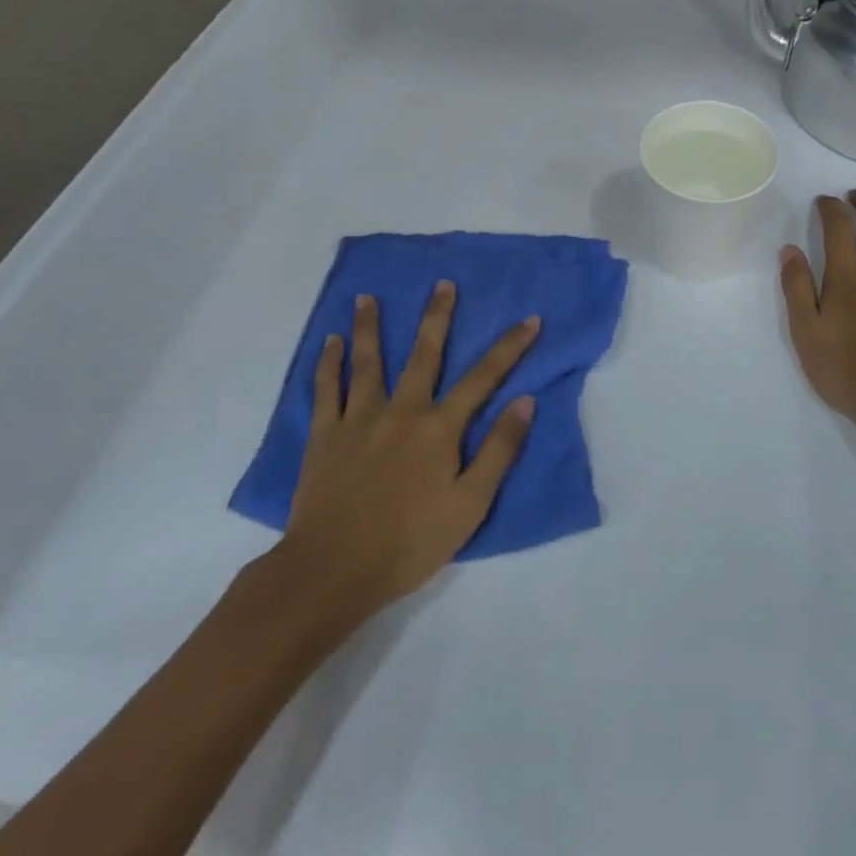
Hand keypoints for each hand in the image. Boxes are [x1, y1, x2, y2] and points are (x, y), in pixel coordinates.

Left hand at [276, 282, 538, 616]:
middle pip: (424, 354)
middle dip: (437, 316)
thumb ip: (499, 451)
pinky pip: (326, 390)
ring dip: (369, 326)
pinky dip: (328, 363)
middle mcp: (401, 410)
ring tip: (367, 296)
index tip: (529, 319)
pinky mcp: (325, 435)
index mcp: (439, 428)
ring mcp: (359, 419)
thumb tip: (525, 400)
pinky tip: (330, 342)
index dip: (509, 347)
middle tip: (442, 284)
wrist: (333, 571)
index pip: (483, 378)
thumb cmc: (409, 543)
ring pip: (368, 361)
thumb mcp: (470, 506)